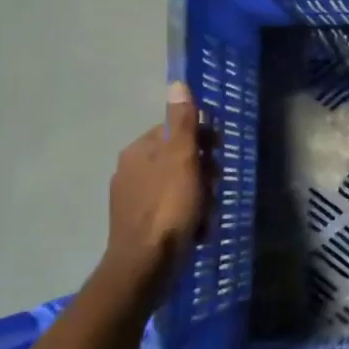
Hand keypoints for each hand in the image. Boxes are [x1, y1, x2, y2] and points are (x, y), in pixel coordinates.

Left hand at [107, 82, 211, 275]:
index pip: (175, 131)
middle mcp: (130, 171)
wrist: (146, 265)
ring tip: (208, 214)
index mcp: (138, 151)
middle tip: (214, 188)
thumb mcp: (182, 158)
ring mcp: (132, 200)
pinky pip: (170, 210)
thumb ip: (182, 122)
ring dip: (199, 196)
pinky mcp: (138, 226)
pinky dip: (187, 216)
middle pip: (178, 159)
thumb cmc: (169, 206)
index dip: (201, 140)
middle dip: (203, 172)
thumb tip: (177, 83)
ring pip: (178, 186)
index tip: (218, 155)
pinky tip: (197, 230)